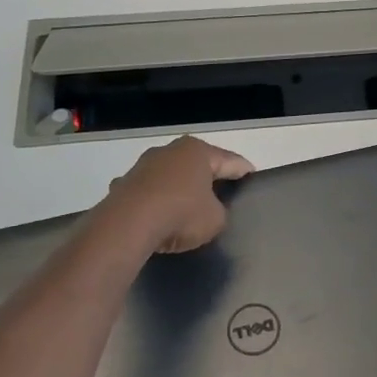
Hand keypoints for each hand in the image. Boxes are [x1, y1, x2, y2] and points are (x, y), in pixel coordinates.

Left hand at [100, 135, 252, 253]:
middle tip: (223, 192)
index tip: (252, 177)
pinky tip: (158, 217)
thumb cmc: (181, 214)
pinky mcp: (124, 183)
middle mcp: (170, 151)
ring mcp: (143, 165)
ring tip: (188, 208)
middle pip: (198, 164)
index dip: (244, 171)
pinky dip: (156, 201)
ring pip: (170, 176)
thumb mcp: (216, 219)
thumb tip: (207, 211)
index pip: (230, 161)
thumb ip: (219, 212)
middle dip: (209, 177)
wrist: (127, 225)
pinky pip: (149, 192)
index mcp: (198, 152)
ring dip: (179, 188)